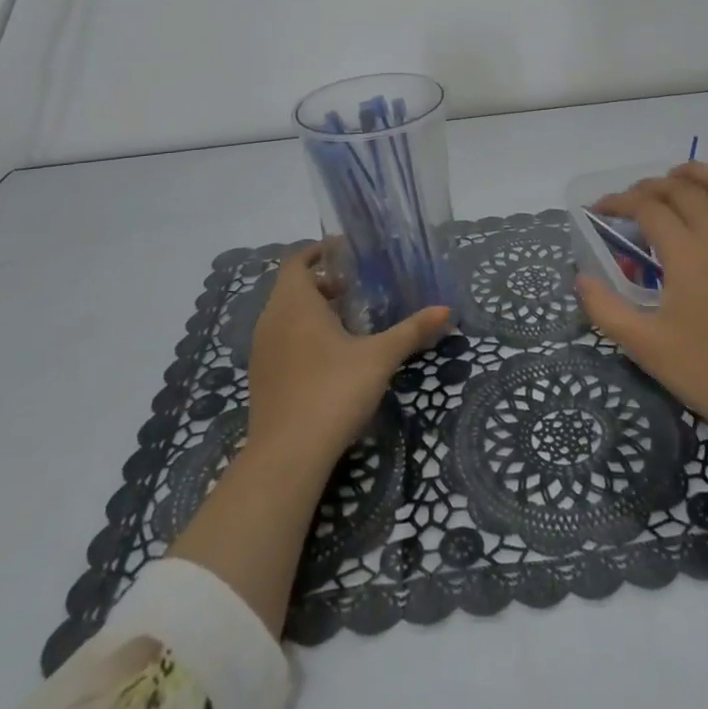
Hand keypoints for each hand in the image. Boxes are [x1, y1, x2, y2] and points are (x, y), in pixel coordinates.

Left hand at [246, 244, 450, 474]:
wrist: (287, 457)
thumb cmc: (333, 391)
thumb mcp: (379, 357)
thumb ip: (411, 330)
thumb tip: (446, 310)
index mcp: (294, 303)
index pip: (297, 260)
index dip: (319, 251)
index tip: (346, 252)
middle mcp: (271, 320)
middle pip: (292, 287)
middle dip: (323, 283)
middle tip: (356, 289)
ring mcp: (261, 351)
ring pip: (285, 315)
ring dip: (312, 311)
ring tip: (348, 323)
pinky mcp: (261, 378)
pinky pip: (281, 341)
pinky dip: (302, 336)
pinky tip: (330, 358)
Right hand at [575, 162, 707, 443]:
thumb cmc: (707, 371)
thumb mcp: (646, 347)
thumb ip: (606, 309)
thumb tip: (582, 278)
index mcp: (688, 254)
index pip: (648, 206)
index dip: (619, 201)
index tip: (599, 209)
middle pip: (681, 188)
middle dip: (649, 186)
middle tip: (628, 202)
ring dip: (691, 174)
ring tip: (671, 178)